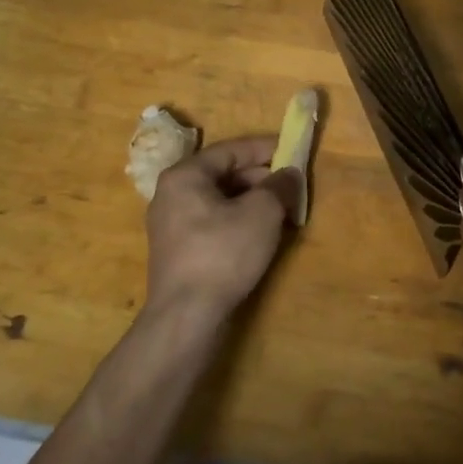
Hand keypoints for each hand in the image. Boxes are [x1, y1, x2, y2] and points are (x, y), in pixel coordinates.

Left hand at [145, 137, 300, 321]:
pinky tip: (260, 233)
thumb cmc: (223, 253)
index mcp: (185, 175)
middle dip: (260, 177)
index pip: (230, 150)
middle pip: (222, 173)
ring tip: (281, 210)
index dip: (265, 148)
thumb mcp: (262, 213)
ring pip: (218, 199)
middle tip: (290, 185)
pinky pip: (212, 221)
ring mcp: (170, 224)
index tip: (292, 149)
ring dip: (251, 200)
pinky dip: (237, 219)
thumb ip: (279, 186)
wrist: (187, 315)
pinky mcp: (177, 250)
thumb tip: (289, 174)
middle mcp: (170, 194)